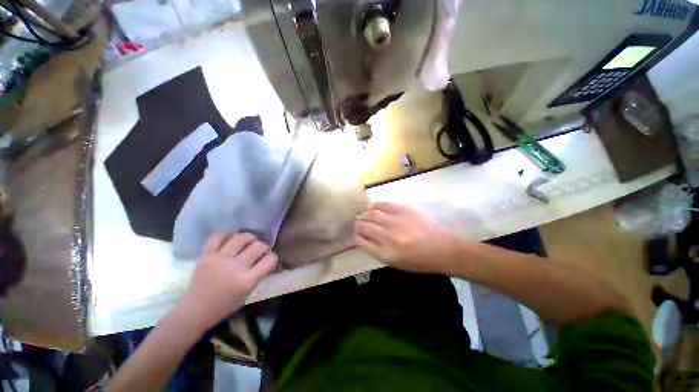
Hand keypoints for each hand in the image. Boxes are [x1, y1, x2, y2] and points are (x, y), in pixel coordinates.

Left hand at [175, 232, 276, 332]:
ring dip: (249, 238)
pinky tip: (230, 240)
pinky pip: (218, 235)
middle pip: (259, 246)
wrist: (195, 310)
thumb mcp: (248, 293)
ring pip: (242, 237)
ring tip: (247, 242)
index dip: (272, 257)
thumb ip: (258, 275)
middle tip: (259, 251)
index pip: (270, 259)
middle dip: (263, 247)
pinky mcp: (206, 255)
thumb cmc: (224, 305)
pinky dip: (226, 235)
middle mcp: (235, 267)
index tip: (268, 259)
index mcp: (247, 280)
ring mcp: (220, 259)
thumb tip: (265, 259)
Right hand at [354, 202, 460, 274]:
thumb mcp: (396, 263)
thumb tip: (364, 238)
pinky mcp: (403, 210)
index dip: (357, 236)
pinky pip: (384, 204)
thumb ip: (378, 250)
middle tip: (358, 223)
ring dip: (365, 214)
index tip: (356, 233)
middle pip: (365, 226)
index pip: (362, 241)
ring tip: (364, 214)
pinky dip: (375, 205)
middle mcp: (388, 236)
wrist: (442, 248)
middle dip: (358, 224)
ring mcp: (396, 221)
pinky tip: (373, 206)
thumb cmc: (419, 261)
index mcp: (386, 253)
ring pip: (372, 213)